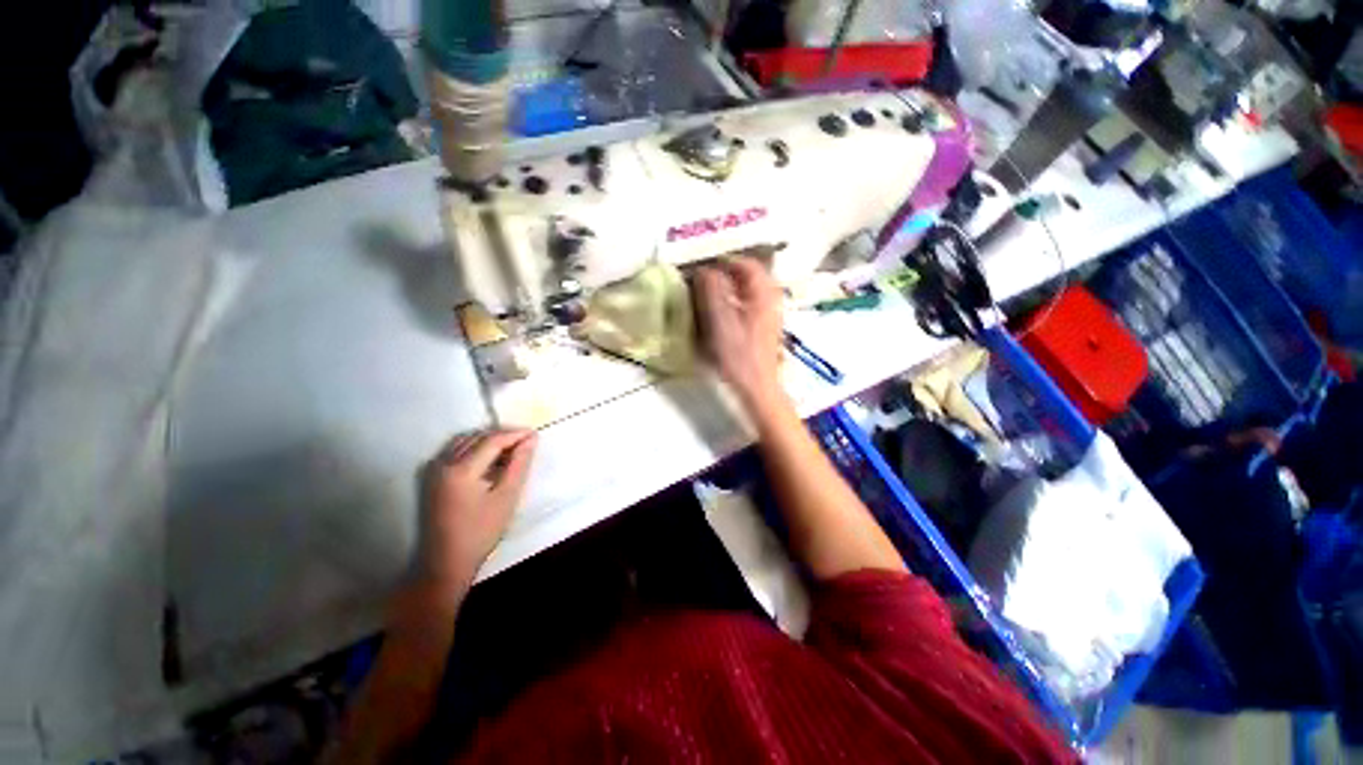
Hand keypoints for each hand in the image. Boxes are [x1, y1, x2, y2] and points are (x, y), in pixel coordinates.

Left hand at [417, 429, 536, 590]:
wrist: (446, 561)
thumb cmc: (481, 531)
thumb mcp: (507, 496)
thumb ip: (519, 464)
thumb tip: (530, 439)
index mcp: (461, 470)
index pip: (492, 440)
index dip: (515, 434)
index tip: (535, 435)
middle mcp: (443, 463)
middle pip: (478, 437)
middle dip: (503, 436)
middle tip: (526, 443)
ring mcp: (434, 469)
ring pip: (465, 441)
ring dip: (489, 441)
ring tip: (511, 451)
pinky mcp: (432, 477)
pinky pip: (455, 450)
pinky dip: (475, 448)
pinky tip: (489, 460)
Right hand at [694, 257, 783, 410]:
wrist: (758, 386)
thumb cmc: (739, 354)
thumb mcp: (721, 320)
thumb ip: (712, 291)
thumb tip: (704, 270)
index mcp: (763, 293)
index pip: (746, 264)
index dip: (724, 261)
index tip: (704, 266)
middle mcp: (771, 299)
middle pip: (750, 276)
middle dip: (727, 273)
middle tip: (706, 279)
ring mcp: (771, 314)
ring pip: (750, 290)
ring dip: (731, 287)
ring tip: (711, 294)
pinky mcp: (766, 327)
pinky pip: (751, 304)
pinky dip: (736, 301)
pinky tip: (724, 313)